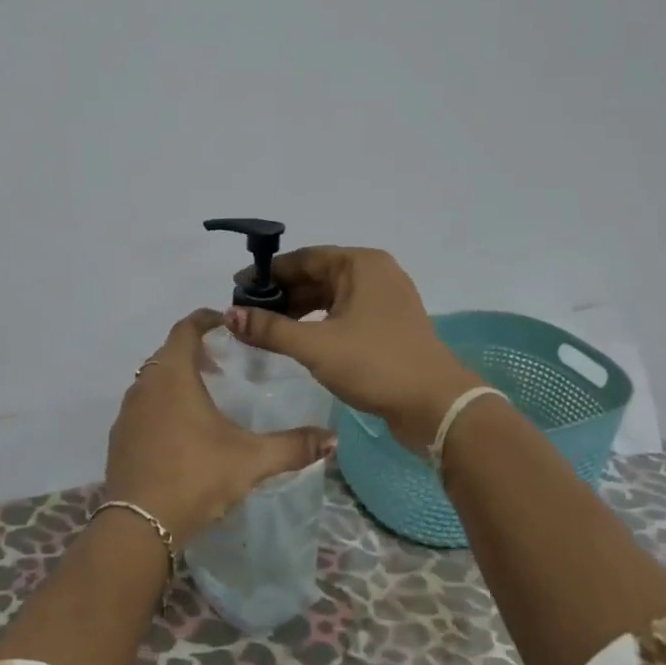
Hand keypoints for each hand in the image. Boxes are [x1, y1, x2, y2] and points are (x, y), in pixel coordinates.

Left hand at [105, 309, 335, 546]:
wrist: (139, 525)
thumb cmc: (196, 477)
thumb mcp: (251, 460)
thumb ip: (293, 446)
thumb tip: (333, 439)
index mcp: (173, 375)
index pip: (185, 328)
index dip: (206, 319)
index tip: (227, 322)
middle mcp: (145, 385)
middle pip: (168, 352)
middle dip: (194, 350)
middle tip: (223, 364)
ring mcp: (127, 412)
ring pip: (153, 379)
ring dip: (176, 378)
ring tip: (205, 397)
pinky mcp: (119, 438)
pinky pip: (143, 406)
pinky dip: (161, 404)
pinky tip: (182, 432)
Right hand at [226, 247, 481, 451]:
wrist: (436, 406)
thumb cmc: (375, 364)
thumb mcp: (315, 346)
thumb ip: (270, 329)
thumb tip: (229, 315)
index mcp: (361, 264)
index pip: (304, 258)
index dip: (268, 273)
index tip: (237, 289)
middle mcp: (375, 273)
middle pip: (317, 275)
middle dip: (282, 293)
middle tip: (247, 312)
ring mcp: (386, 299)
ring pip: (331, 296)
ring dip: (299, 310)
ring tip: (265, 328)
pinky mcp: (389, 325)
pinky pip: (345, 312)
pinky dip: (319, 322)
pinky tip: (297, 339)